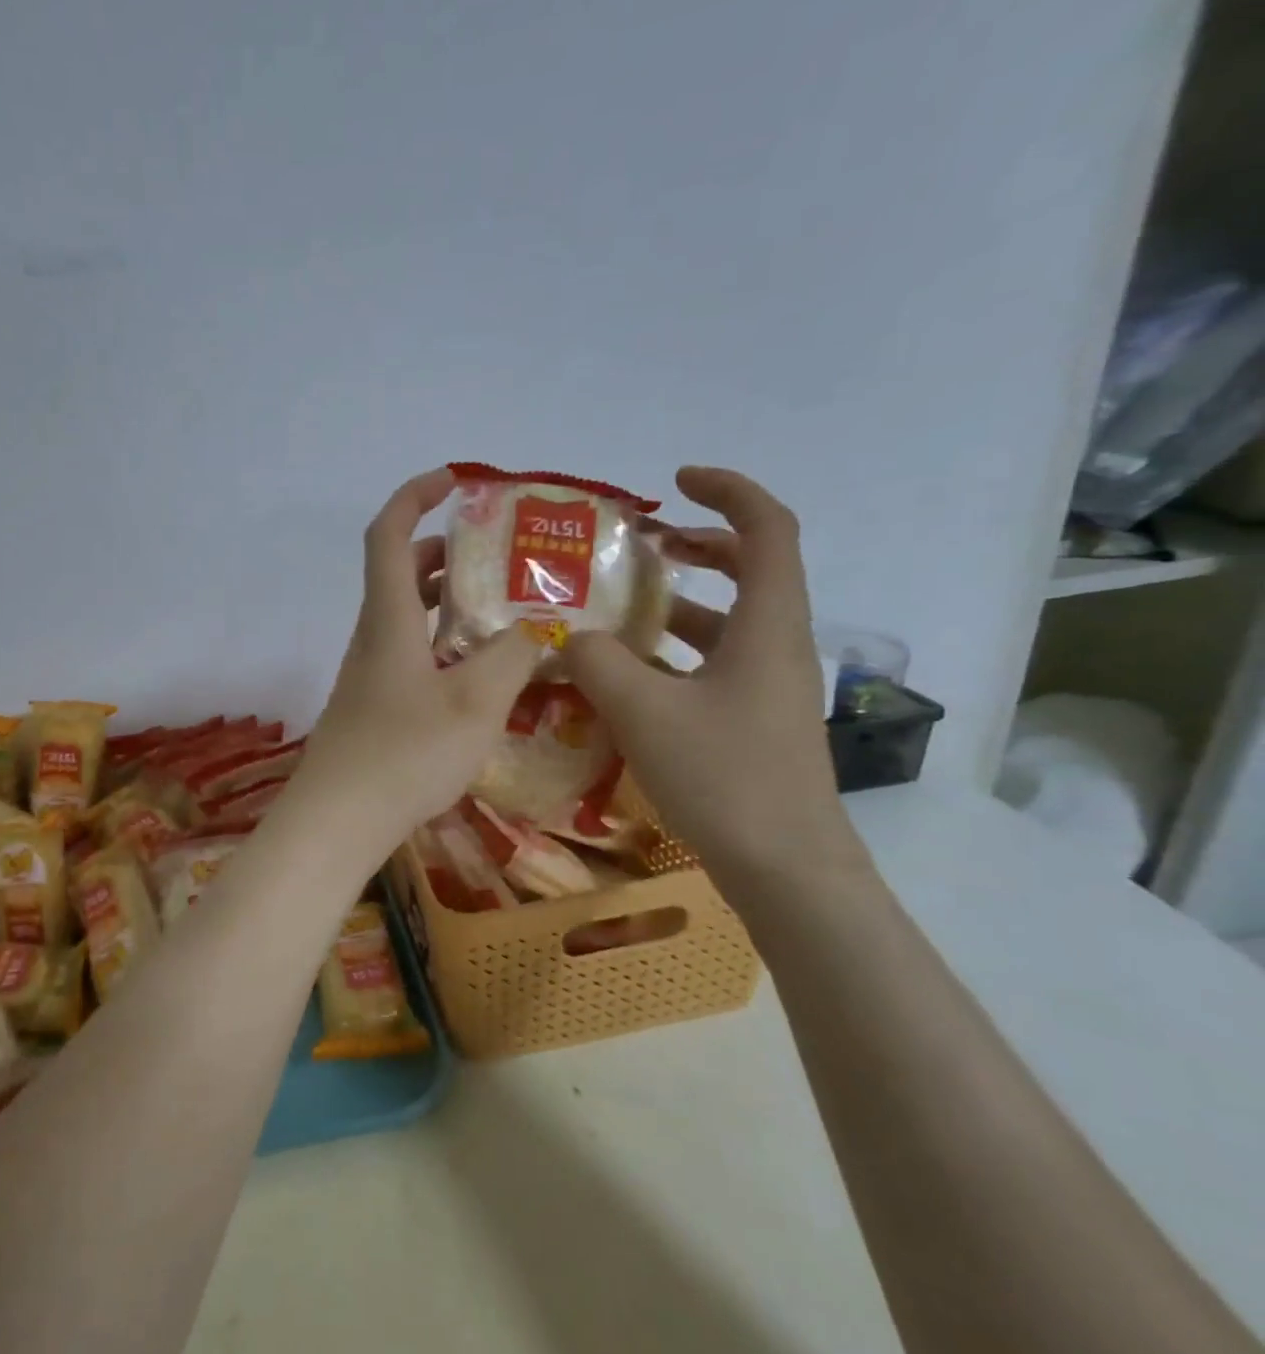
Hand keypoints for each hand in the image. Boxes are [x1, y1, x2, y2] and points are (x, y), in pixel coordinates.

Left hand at [295, 468, 541, 844]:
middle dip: (446, 553)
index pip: (388, 534)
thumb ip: (512, 657)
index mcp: (389, 619)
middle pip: (401, 573)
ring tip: (503, 612)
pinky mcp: (375, 705)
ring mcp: (370, 674)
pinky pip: (411, 654)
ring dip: (449, 602)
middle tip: (499, 558)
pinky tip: (481, 674)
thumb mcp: (475, 702)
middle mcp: (374, 637)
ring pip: (408, 617)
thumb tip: (535, 630)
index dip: (415, 495)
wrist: (338, 821)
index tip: (456, 481)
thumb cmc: (404, 753)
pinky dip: (444, 644)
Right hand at [564, 467, 861, 884]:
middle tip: (642, 546)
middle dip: (698, 546)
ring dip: (678, 604)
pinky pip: (712, 666)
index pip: (767, 529)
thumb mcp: (643, 711)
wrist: (785, 869)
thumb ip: (596, 662)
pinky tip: (624, 676)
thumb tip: (567, 637)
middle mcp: (776, 646)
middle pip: (751, 570)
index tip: (675, 484)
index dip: (727, 491)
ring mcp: (767, 687)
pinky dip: (672, 654)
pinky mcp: (752, 721)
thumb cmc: (724, 777)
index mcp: (768, 625)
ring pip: (726, 623)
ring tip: (618, 609)